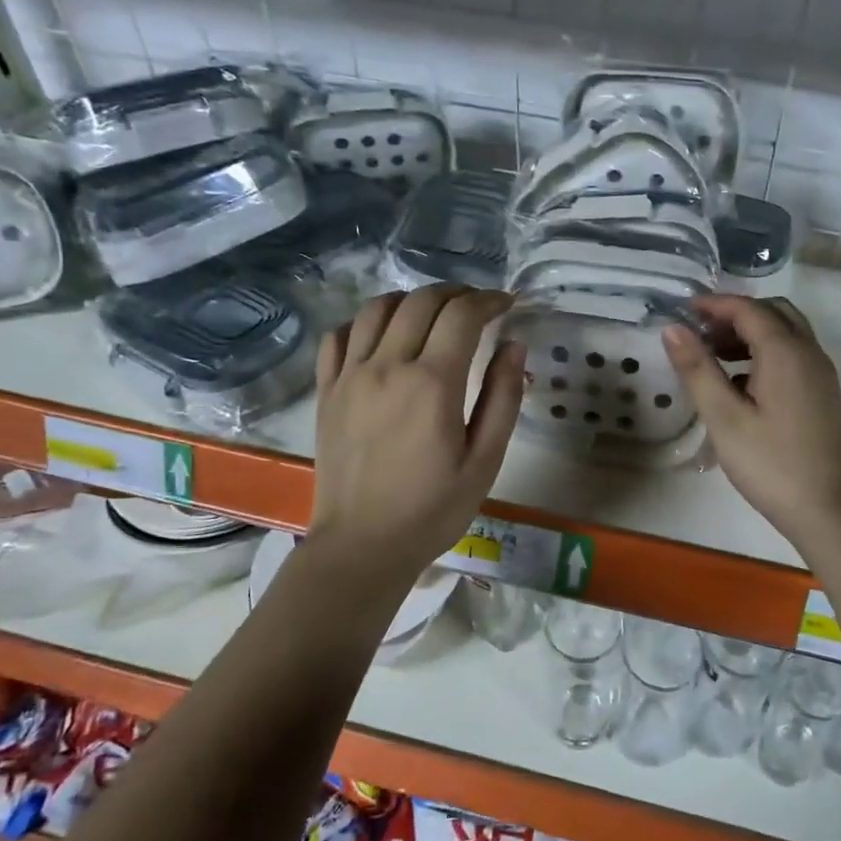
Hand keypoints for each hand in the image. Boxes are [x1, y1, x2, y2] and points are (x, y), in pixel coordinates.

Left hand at [310, 287, 523, 578]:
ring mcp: (350, 376)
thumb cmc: (433, 510)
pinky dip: (365, 322)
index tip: (507, 305)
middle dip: (456, 294)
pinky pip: (339, 335)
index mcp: (432, 384)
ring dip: (412, 300)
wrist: (363, 546)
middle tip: (477, 308)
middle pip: (422, 301)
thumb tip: (514, 346)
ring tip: (433, 314)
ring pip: (378, 308)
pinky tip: (383, 335)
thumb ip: (502, 398)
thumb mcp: (485, 460)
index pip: (462, 315)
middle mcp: (388, 367)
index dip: (489, 300)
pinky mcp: (327, 391)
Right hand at [662, 294, 840, 552]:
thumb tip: (673, 330)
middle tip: (700, 333)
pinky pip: (794, 355)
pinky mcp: (823, 394)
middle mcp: (809, 352)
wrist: (829, 509)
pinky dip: (765, 353)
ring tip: (713, 356)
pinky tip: (740, 384)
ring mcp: (821, 373)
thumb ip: (697, 369)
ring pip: (786, 333)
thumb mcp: (724, 417)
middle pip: (773, 313)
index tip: (683, 311)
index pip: (748, 309)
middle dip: (735, 314)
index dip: (714, 304)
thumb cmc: (771, 463)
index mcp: (785, 351)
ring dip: (751, 333)